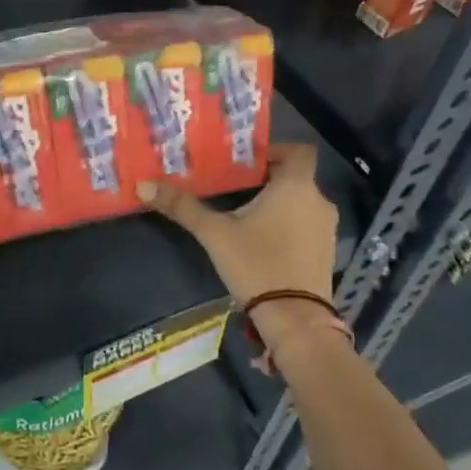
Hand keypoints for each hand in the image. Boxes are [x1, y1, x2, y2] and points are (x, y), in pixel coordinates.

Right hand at [138, 143, 338, 347]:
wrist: (295, 319)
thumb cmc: (257, 264)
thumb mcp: (214, 234)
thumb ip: (182, 207)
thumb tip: (144, 185)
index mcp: (295, 186)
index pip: (298, 151)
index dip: (275, 150)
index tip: (247, 161)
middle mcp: (318, 201)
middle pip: (295, 177)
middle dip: (266, 179)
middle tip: (233, 186)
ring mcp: (326, 228)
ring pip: (300, 202)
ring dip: (278, 204)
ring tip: (244, 214)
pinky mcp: (326, 252)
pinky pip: (306, 225)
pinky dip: (288, 225)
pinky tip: (262, 241)